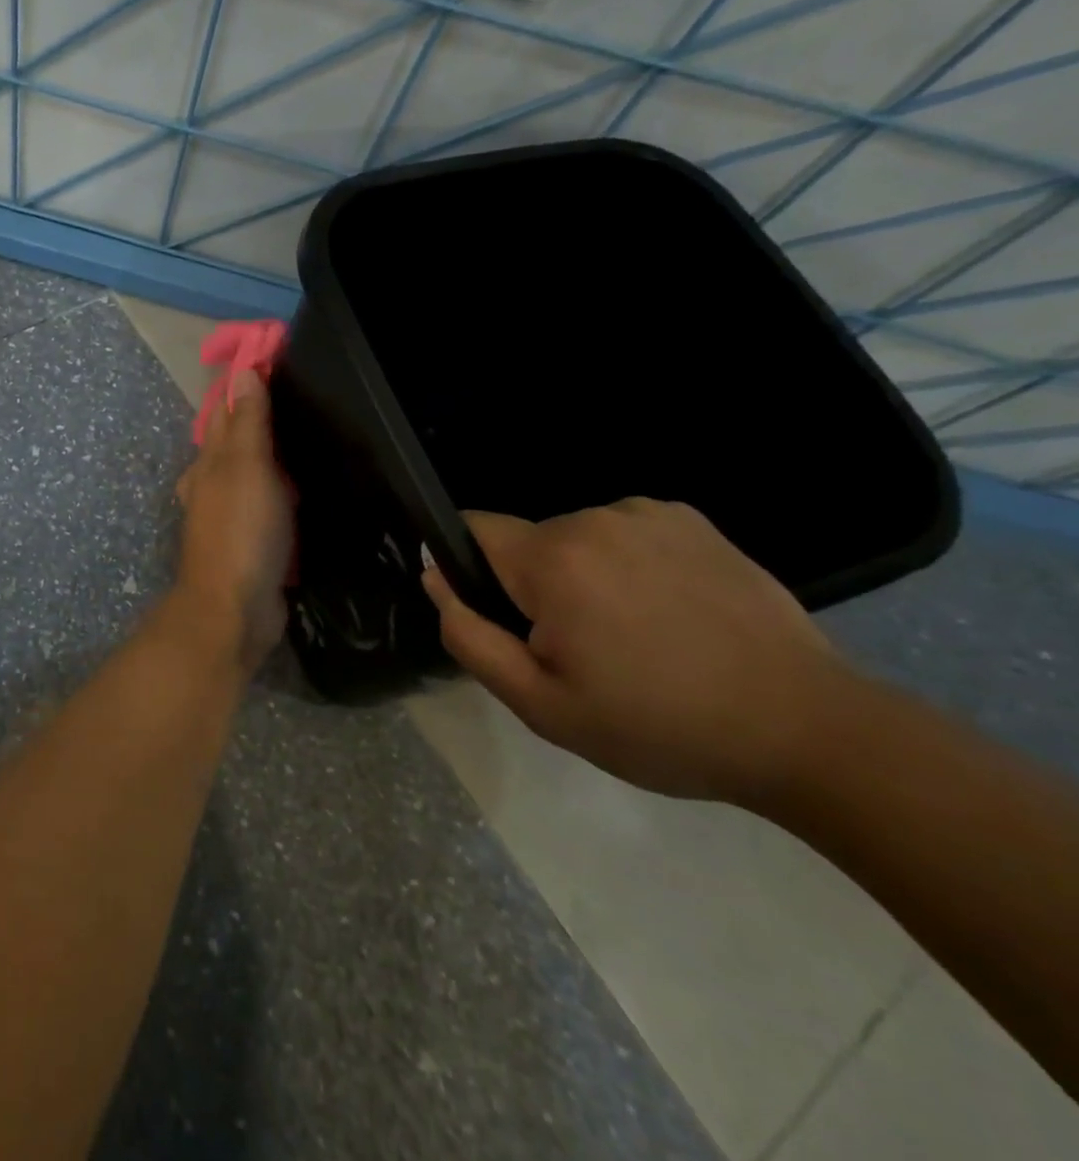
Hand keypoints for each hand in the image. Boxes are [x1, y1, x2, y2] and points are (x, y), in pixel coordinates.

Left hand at [173, 372, 293, 670]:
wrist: (234, 610)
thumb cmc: (241, 531)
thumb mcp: (247, 468)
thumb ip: (248, 423)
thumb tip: (242, 372)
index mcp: (208, 464)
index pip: (226, 414)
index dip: (247, 390)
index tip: (277, 365)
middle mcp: (212, 487)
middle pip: (237, 447)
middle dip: (260, 425)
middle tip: (305, 403)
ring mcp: (229, 520)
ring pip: (252, 479)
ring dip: (273, 463)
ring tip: (312, 443)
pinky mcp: (249, 547)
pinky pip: (267, 511)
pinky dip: (282, 498)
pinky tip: (305, 496)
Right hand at [421, 498, 856, 804]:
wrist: (807, 730)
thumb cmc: (659, 726)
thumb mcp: (541, 704)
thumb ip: (469, 636)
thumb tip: (435, 578)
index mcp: (554, 560)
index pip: (471, 530)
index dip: (468, 570)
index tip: (504, 620)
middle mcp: (595, 518)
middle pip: (527, 543)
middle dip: (533, 586)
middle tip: (579, 651)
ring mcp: (650, 513)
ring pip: (576, 539)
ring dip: (582, 576)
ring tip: (633, 636)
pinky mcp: (693, 520)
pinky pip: (625, 533)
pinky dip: (628, 564)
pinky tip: (669, 613)